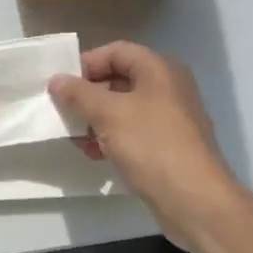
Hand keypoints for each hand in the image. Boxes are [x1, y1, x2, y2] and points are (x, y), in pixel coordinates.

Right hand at [50, 41, 245, 243]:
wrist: (195, 200)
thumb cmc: (151, 146)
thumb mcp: (108, 114)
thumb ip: (79, 94)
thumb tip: (57, 80)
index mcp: (159, 69)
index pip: (116, 51)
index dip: (87, 64)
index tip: (63, 86)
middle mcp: (169, 87)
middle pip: (120, 79)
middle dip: (89, 95)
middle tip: (65, 112)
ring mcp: (172, 118)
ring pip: (125, 108)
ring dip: (96, 120)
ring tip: (76, 139)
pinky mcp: (170, 146)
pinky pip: (134, 132)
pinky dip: (113, 138)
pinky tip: (96, 155)